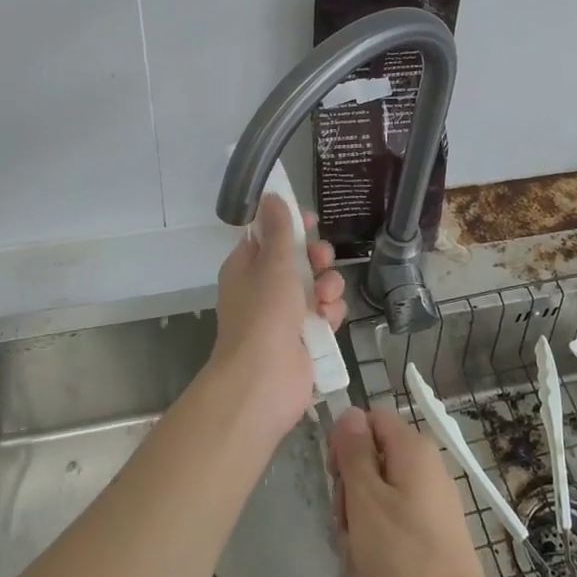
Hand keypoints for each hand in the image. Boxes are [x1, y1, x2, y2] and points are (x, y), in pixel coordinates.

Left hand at [212, 191, 346, 429]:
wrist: (264, 380)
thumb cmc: (264, 314)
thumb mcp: (273, 264)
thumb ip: (280, 230)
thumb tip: (271, 195)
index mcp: (246, 267)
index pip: (269, 236)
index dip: (290, 226)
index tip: (310, 220)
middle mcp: (264, 289)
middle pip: (298, 260)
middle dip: (315, 257)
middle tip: (320, 260)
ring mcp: (285, 315)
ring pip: (317, 286)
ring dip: (327, 286)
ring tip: (324, 298)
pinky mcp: (305, 337)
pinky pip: (326, 313)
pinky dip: (330, 314)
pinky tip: (328, 320)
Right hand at [329, 406, 497, 576]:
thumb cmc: (402, 553)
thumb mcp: (366, 497)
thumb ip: (354, 452)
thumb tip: (350, 413)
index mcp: (414, 449)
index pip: (372, 419)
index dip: (346, 440)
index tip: (334, 475)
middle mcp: (425, 469)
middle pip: (372, 459)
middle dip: (349, 491)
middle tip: (343, 523)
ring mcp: (429, 505)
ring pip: (377, 498)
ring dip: (357, 525)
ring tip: (354, 557)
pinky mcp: (429, 537)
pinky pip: (391, 527)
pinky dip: (374, 545)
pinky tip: (364, 575)